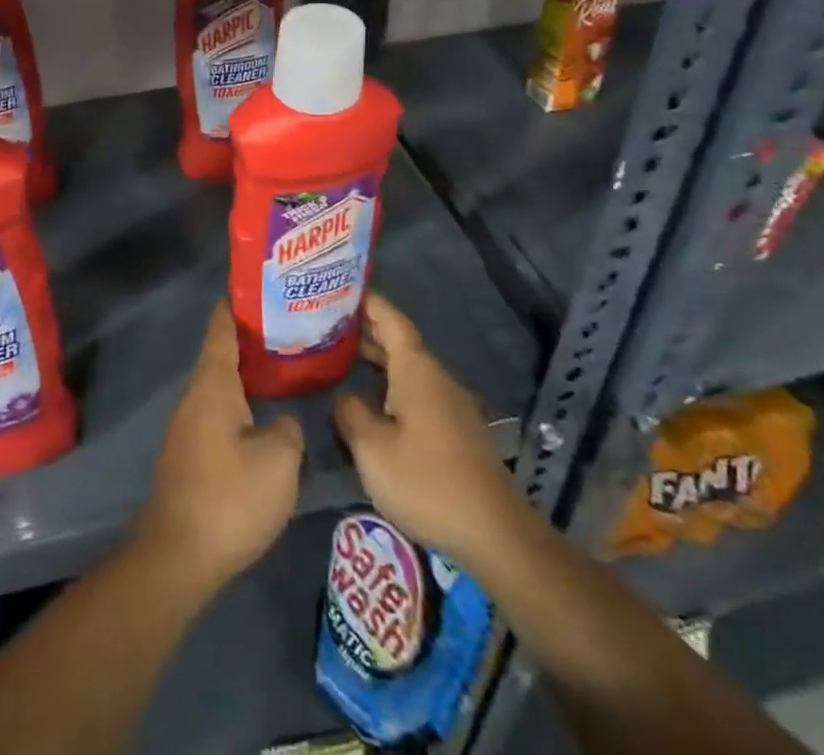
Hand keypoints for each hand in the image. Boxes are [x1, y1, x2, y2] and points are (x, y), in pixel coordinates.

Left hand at [134, 303, 303, 591]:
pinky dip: (238, 405)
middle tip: (285, 332)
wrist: (178, 556)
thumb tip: (281, 423)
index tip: (254, 288)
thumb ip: (288, 429)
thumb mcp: (279, 460)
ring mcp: (187, 428)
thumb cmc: (230, 497)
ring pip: (219, 388)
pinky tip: (260, 420)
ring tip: (279, 372)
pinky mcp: (188, 456)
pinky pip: (216, 415)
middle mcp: (194, 398)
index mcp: (213, 385)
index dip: (236, 306)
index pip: (221, 330)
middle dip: (249, 342)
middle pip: (221, 357)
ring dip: (245, 377)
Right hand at [332, 294, 515, 565]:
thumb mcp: (372, 449)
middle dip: (367, 332)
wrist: (494, 532)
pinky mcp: (458, 431)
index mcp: (416, 370)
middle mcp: (436, 378)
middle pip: (400, 343)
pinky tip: (374, 405)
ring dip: (379, 362)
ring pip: (409, 370)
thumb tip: (344, 396)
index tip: (341, 290)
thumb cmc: (426, 481)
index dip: (368, 303)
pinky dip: (392, 386)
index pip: (390, 320)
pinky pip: (419, 393)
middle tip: (328, 327)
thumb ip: (351, 414)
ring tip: (343, 362)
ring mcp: (451, 404)